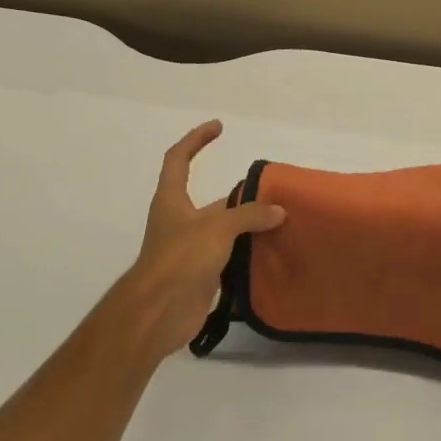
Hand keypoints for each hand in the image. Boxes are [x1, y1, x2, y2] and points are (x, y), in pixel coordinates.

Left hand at [110, 120, 284, 365]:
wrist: (159, 313)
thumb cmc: (181, 259)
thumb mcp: (218, 228)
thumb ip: (249, 215)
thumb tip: (279, 211)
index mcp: (172, 199)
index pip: (178, 159)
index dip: (196, 140)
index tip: (218, 127)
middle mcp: (179, 221)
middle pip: (213, 200)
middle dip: (241, 196)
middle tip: (274, 194)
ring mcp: (190, 250)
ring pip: (224, 230)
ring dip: (248, 226)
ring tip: (281, 222)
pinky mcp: (201, 275)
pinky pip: (229, 257)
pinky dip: (248, 253)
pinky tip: (271, 252)